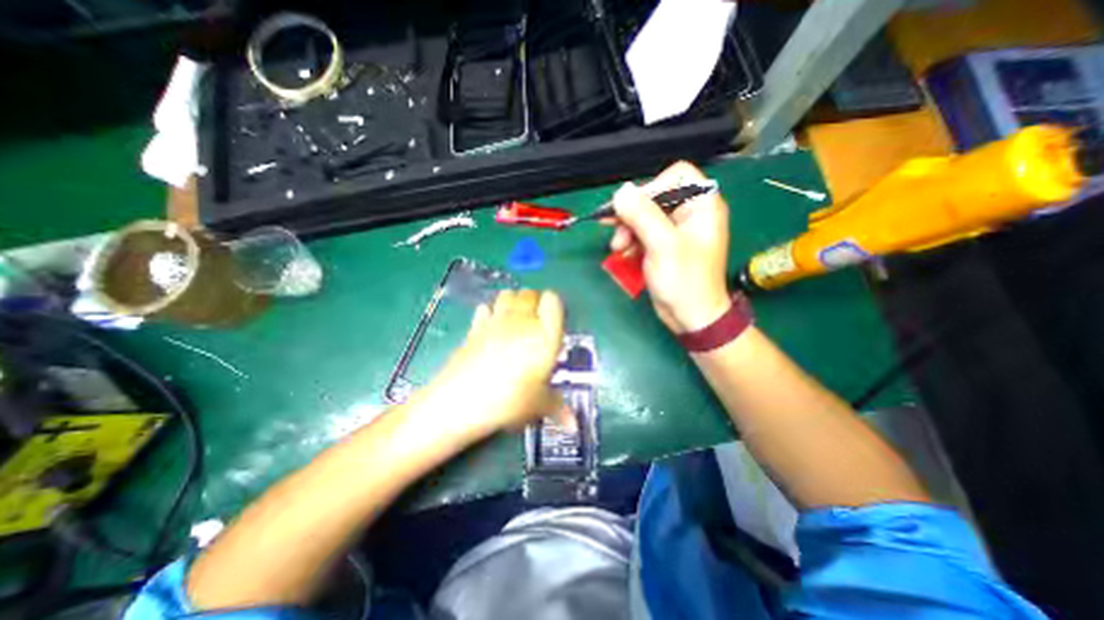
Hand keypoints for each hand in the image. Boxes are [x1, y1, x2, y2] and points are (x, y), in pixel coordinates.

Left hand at [426, 288, 563, 435]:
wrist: (462, 400)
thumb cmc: (510, 401)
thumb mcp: (538, 405)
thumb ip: (558, 408)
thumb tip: (574, 425)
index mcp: (544, 335)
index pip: (554, 301)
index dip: (554, 306)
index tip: (554, 320)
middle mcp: (522, 321)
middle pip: (531, 294)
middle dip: (536, 302)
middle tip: (537, 323)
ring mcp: (496, 321)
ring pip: (508, 294)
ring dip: (515, 301)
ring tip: (516, 320)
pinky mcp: (475, 327)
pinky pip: (486, 308)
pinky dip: (491, 311)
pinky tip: (492, 326)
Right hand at [613, 159, 730, 333]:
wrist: (690, 316)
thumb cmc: (685, 282)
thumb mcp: (663, 246)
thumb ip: (642, 215)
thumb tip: (621, 191)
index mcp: (702, 205)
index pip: (676, 175)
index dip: (652, 187)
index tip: (633, 208)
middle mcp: (690, 213)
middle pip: (655, 196)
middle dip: (632, 214)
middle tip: (615, 231)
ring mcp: (675, 229)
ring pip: (644, 215)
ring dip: (627, 229)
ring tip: (618, 248)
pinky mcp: (663, 244)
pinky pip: (642, 232)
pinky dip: (631, 240)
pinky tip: (624, 253)